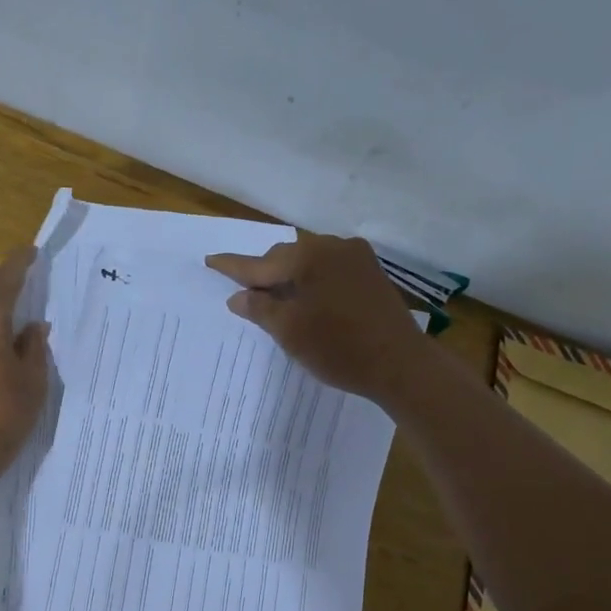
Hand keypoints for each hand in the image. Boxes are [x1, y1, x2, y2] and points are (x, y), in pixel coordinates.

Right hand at [206, 231, 425, 402]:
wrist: (400, 364)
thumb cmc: (338, 348)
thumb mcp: (289, 332)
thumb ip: (259, 308)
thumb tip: (238, 296)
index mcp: (307, 257)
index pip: (259, 263)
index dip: (233, 267)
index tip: (210, 260)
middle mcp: (332, 246)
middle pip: (285, 257)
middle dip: (265, 274)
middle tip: (248, 294)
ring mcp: (356, 258)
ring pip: (309, 262)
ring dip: (291, 277)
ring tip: (279, 300)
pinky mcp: (371, 273)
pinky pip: (330, 269)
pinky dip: (313, 281)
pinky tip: (310, 300)